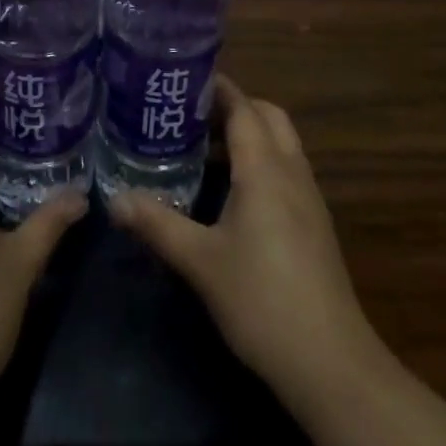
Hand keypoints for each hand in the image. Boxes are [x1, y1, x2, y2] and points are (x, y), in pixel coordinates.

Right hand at [110, 75, 385, 407]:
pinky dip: (262, 162)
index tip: (182, 80)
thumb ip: (157, 223)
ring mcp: (309, 198)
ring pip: (281, 143)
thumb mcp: (200, 261)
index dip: (216, 88)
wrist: (331, 365)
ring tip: (204, 149)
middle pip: (268, 116)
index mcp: (264, 168)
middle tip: (192, 116)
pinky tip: (233, 193)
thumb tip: (114, 199)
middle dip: (234, 106)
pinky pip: (287, 170)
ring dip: (249, 135)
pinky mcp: (315, 225)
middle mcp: (291, 171)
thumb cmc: (262, 300)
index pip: (242, 106)